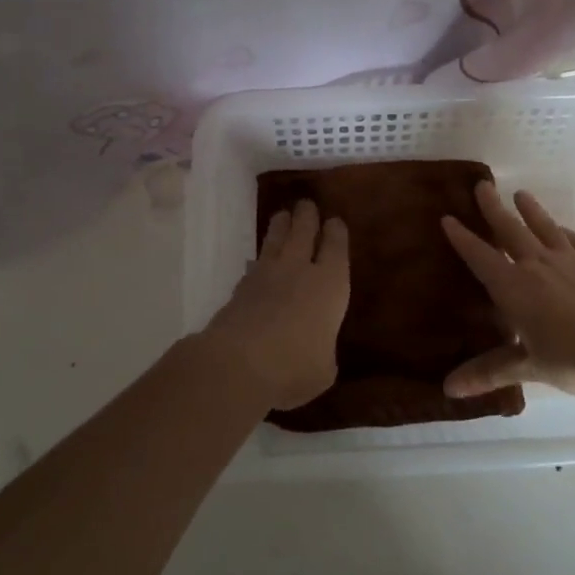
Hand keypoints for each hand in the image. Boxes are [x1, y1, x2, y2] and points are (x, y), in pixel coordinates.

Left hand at [204, 200, 348, 410]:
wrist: (238, 364)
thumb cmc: (295, 367)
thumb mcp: (323, 369)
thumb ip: (323, 352)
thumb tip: (315, 351)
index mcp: (331, 284)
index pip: (336, 247)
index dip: (336, 232)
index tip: (335, 221)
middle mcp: (299, 270)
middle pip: (303, 231)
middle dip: (307, 216)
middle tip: (306, 205)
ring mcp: (266, 275)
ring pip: (275, 239)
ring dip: (280, 226)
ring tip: (282, 216)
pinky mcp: (239, 288)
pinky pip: (253, 265)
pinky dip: (258, 261)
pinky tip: (256, 263)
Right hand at [441, 183, 574, 397]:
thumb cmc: (573, 359)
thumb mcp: (528, 367)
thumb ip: (490, 372)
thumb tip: (448, 389)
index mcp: (514, 287)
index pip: (481, 257)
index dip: (463, 238)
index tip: (448, 218)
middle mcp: (538, 265)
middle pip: (511, 231)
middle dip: (493, 209)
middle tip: (481, 186)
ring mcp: (571, 261)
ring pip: (545, 228)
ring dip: (531, 210)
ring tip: (521, 194)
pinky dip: (567, 233)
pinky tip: (565, 230)